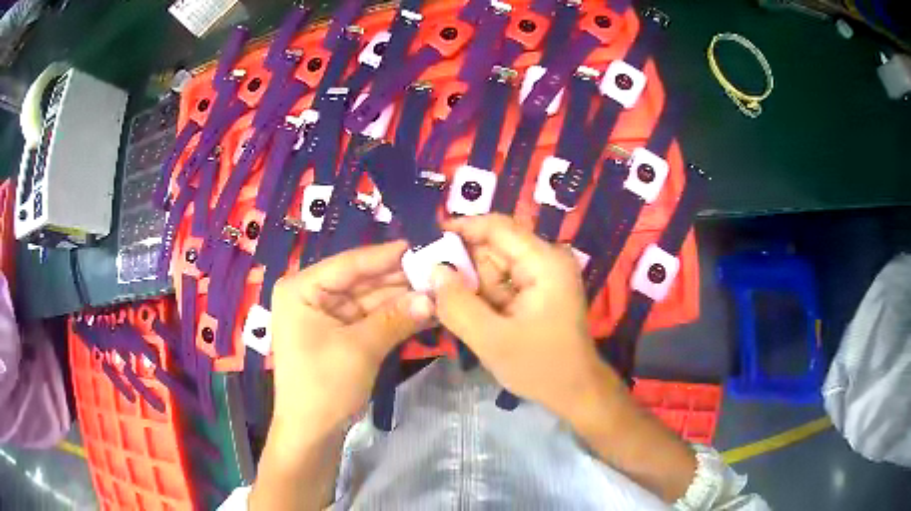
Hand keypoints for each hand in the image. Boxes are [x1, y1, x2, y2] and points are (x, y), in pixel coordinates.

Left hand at [269, 241, 434, 439]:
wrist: (311, 432)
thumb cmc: (324, 386)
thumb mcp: (360, 349)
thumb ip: (396, 319)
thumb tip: (433, 297)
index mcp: (301, 289)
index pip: (349, 264)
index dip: (386, 256)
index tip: (421, 246)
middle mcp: (311, 295)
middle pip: (361, 281)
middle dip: (398, 281)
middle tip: (438, 272)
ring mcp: (325, 315)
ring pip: (369, 300)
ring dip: (401, 300)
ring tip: (438, 292)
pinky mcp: (338, 334)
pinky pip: (369, 319)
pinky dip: (393, 318)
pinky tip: (422, 312)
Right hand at [431, 214, 622, 419]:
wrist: (576, 391)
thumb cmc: (541, 367)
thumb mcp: (492, 340)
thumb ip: (458, 305)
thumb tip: (433, 271)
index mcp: (544, 262)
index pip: (497, 227)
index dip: (460, 228)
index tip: (426, 240)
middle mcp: (546, 259)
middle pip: (493, 246)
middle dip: (462, 264)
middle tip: (427, 283)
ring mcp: (543, 275)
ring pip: (493, 266)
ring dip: (470, 283)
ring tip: (449, 306)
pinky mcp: (538, 291)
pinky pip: (501, 282)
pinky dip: (482, 295)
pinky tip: (469, 314)